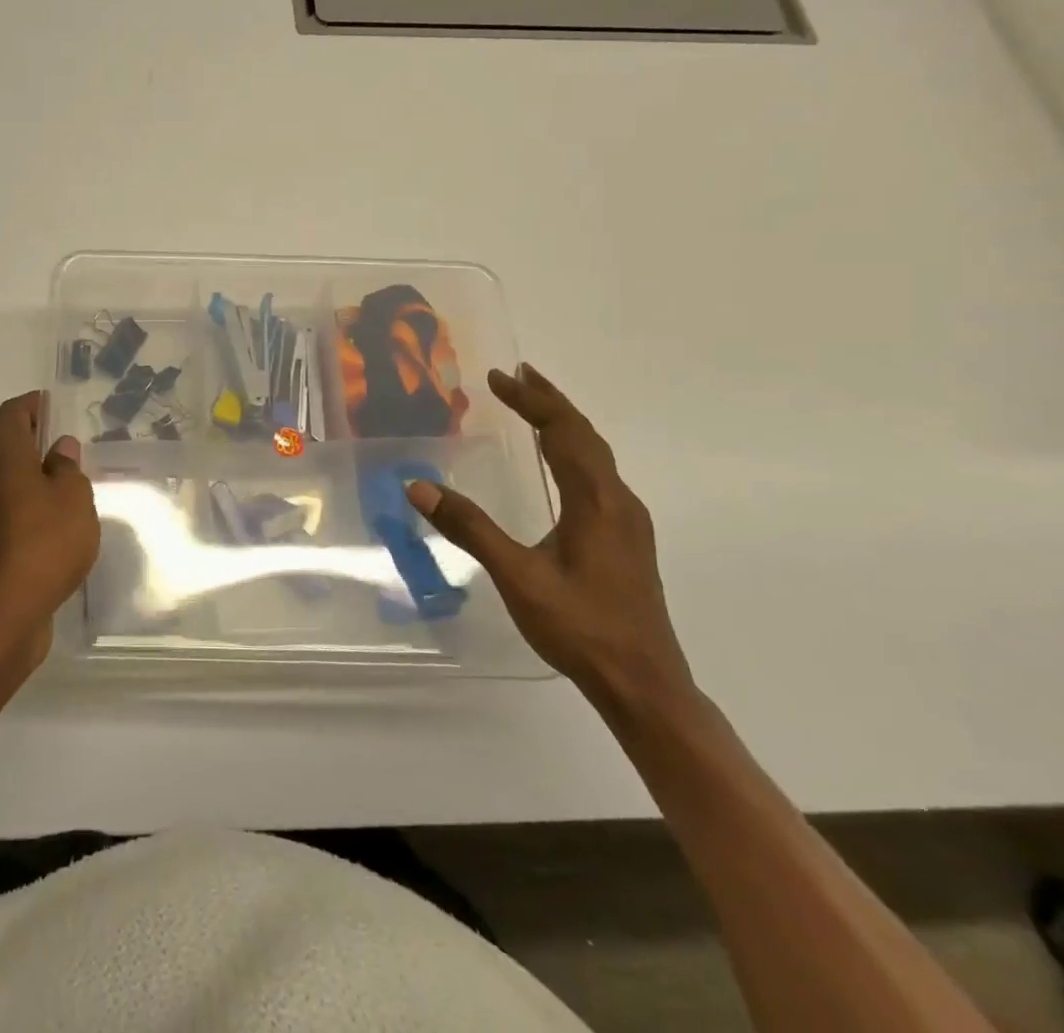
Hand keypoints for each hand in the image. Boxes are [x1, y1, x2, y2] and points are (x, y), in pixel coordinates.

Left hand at [0, 392, 98, 670]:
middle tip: (67, 450)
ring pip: (2, 483)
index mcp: (1, 456)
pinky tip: (49, 530)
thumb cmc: (44, 545)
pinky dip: (22, 511)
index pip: (11, 413)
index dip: (32, 405)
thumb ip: (68, 469)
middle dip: (33, 443)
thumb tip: (58, 448)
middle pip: (4, 447)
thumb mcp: (74, 500)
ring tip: (64, 491)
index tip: (53, 406)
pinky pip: (2, 514)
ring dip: (28, 481)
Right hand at [405, 365, 694, 718]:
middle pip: (585, 435)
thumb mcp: (518, 577)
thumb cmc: (581, 628)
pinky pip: (597, 475)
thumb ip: (470, 528)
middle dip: (550, 401)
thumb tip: (419, 486)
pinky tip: (558, 464)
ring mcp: (627, 522)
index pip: (564, 432)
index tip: (498, 377)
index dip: (531, 400)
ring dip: (564, 424)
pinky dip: (572, 451)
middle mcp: (618, 502)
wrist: (644, 686)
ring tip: (534, 406)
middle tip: (517, 376)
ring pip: (595, 455)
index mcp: (597, 501)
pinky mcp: (625, 540)